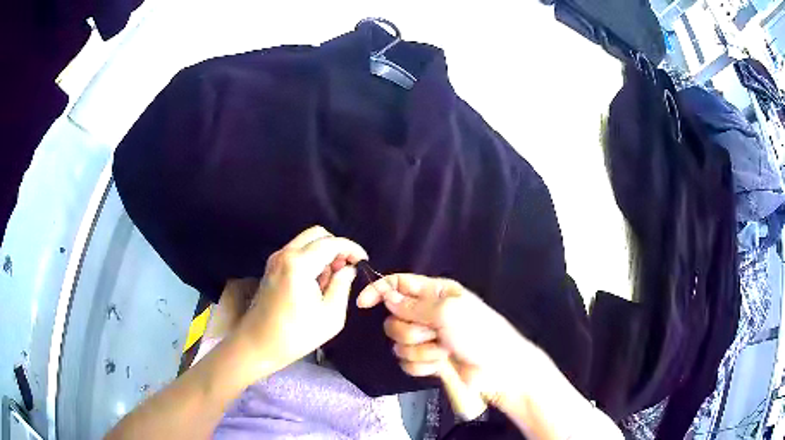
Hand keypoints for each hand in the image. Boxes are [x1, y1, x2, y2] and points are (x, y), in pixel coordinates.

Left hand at [236, 226, 367, 374]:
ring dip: (323, 253)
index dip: (352, 248)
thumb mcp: (330, 316)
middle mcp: (285, 254)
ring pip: (306, 241)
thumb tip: (349, 269)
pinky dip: (311, 258)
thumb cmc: (296, 335)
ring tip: (331, 280)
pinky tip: (315, 283)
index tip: (363, 262)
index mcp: (299, 264)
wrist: (258, 344)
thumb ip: (342, 286)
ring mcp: (275, 259)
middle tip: (346, 269)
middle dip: (336, 247)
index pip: (331, 243)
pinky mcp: (272, 267)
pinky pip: (297, 251)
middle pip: (317, 233)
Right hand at [356, 274, 535, 408]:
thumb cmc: (479, 332)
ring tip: (444, 351)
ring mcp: (426, 339)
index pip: (398, 284)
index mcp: (435, 293)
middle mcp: (427, 314)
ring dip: (421, 351)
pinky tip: (441, 365)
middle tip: (433, 333)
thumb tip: (386, 296)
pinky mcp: (427, 361)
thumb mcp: (448, 312)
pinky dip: (423, 366)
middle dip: (410, 330)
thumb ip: (413, 305)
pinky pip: (406, 363)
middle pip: (394, 318)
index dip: (379, 290)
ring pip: (399, 344)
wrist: (497, 368)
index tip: (363, 303)